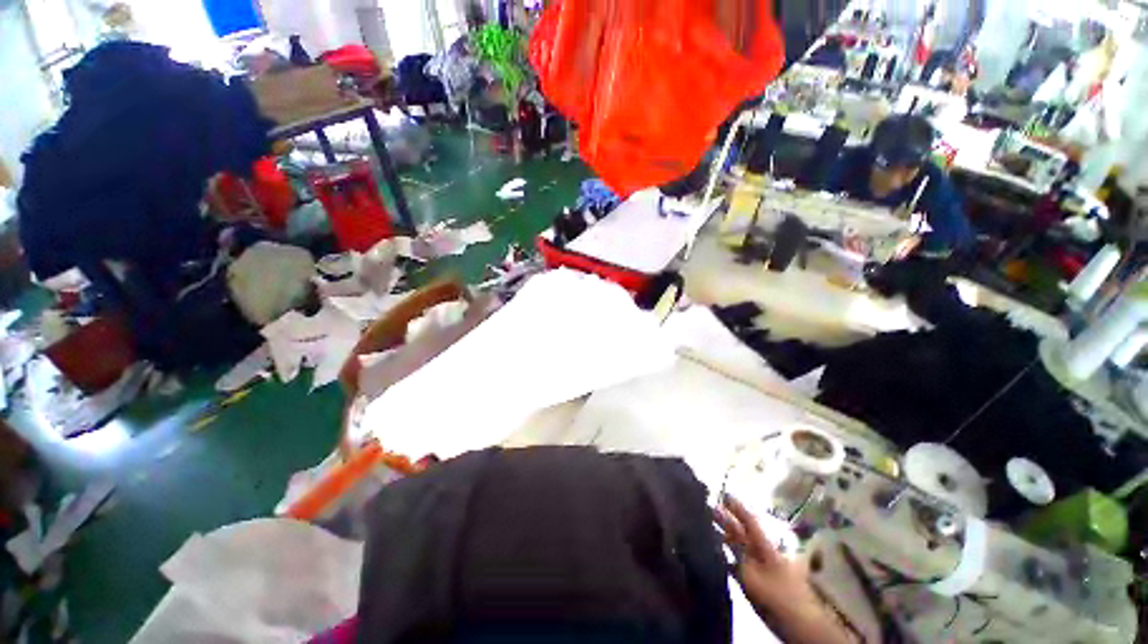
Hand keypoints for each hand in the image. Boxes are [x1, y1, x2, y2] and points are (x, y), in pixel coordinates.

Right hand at [716, 497, 857, 643]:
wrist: (798, 626)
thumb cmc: (777, 597)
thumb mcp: (752, 576)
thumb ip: (735, 557)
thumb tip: (719, 536)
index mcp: (765, 547)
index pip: (749, 521)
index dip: (737, 508)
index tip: (723, 494)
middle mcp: (762, 553)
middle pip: (742, 532)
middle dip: (726, 519)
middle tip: (707, 507)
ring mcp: (759, 568)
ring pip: (739, 547)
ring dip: (724, 536)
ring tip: (706, 526)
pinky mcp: (756, 582)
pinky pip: (737, 563)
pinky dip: (726, 555)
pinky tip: (715, 553)